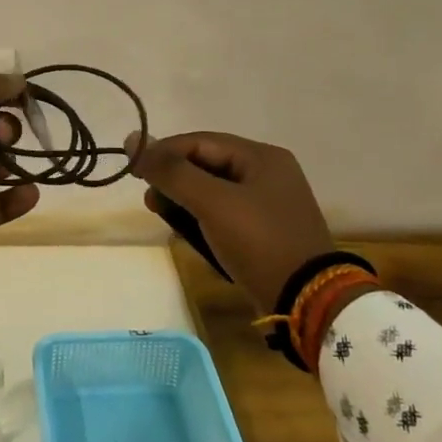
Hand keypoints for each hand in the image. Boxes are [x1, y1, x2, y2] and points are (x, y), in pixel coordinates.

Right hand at [127, 131, 335, 312]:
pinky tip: (188, 234)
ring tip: (164, 217)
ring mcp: (269, 204)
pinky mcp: (265, 232)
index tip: (134, 170)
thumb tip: (133, 140)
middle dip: (173, 179)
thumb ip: (171, 171)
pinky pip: (224, 214)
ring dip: (184, 201)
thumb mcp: (212, 202)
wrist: (309, 302)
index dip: (163, 152)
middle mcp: (268, 173)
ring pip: (212, 191)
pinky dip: (202, 219)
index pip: (199, 141)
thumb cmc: (259, 242)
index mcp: (262, 157)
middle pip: (205, 164)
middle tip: (150, 200)